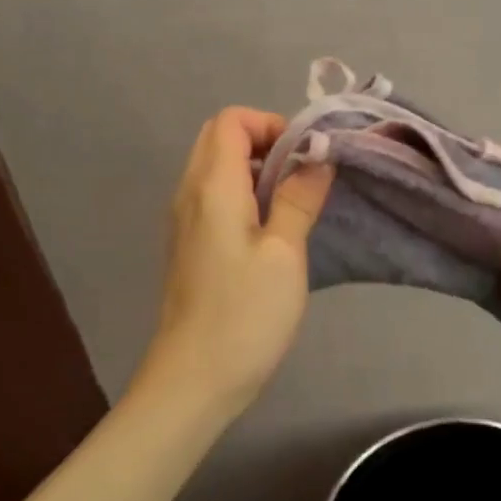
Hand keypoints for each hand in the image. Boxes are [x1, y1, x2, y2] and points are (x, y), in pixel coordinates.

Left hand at [140, 107, 333, 414]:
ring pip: (215, 167)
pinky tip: (271, 229)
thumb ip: (298, 198)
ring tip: (293, 202)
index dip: (271, 124)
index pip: (231, 120)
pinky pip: (213, 196)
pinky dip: (242, 193)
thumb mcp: (284, 253)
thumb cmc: (244, 314)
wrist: (193, 380)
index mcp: (211, 186)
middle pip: (219, 137)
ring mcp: (184, 219)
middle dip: (265, 142)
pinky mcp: (189, 244)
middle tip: (302, 175)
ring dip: (255, 169)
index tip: (305, 157)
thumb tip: (317, 158)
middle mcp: (189, 192)